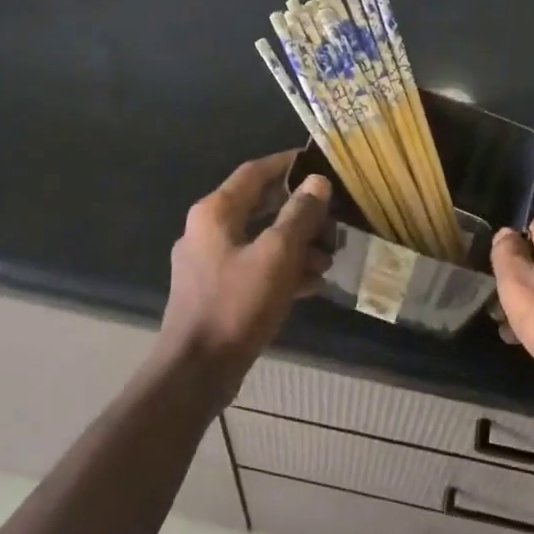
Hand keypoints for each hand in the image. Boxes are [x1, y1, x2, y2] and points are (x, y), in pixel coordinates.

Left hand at [159, 152, 332, 380]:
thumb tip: (318, 182)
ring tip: (330, 259)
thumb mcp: (277, 255)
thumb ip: (299, 215)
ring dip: (297, 246)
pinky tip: (313, 284)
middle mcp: (208, 231)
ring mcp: (210, 263)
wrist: (198, 369)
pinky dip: (283, 270)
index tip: (320, 164)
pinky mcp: (217, 291)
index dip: (288, 164)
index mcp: (215, 213)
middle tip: (335, 220)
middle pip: (261, 208)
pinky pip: (256, 268)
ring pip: (261, 240)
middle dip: (301, 214)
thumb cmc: (237, 305)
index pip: (255, 172)